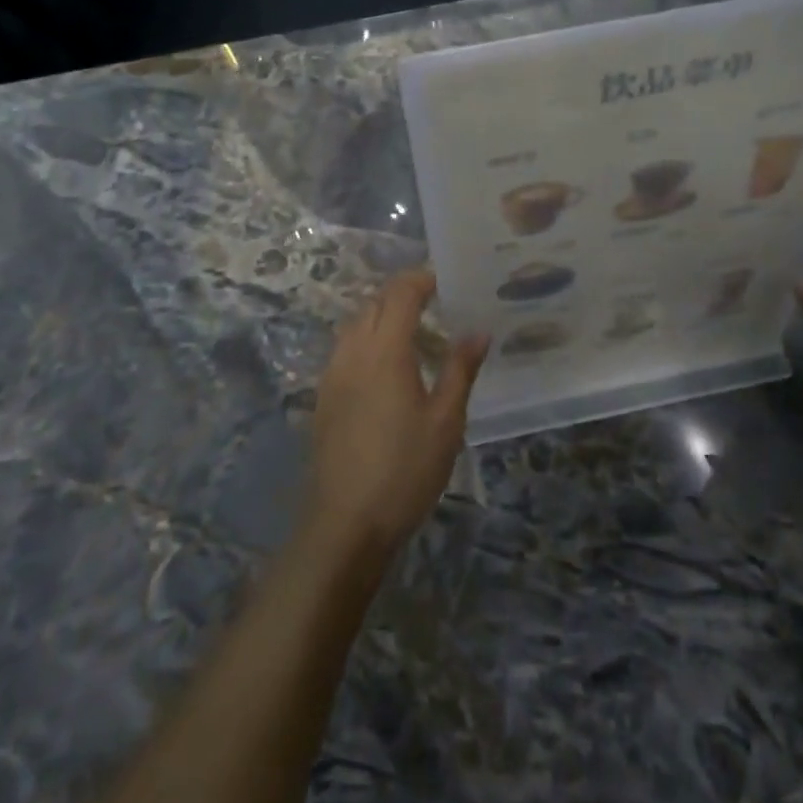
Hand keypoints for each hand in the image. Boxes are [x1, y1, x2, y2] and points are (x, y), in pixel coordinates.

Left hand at [303, 270, 487, 558]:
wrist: (345, 523)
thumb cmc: (405, 469)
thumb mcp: (446, 421)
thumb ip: (461, 370)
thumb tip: (479, 331)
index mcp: (385, 350)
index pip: (400, 294)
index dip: (421, 279)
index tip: (445, 279)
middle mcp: (353, 352)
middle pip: (373, 304)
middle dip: (402, 293)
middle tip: (435, 302)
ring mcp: (332, 375)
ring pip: (355, 325)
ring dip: (381, 315)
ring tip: (413, 331)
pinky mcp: (324, 397)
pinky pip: (345, 350)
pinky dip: (367, 340)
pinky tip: (386, 366)